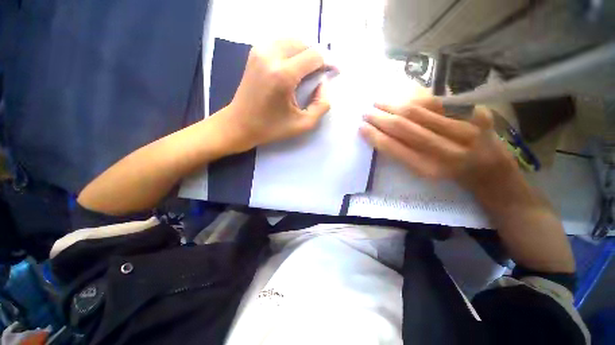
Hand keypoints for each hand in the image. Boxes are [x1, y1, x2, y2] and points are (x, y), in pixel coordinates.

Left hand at [222, 40, 330, 150]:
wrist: (240, 124)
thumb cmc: (271, 128)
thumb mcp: (303, 124)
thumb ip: (321, 105)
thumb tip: (323, 84)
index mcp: (283, 75)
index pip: (314, 55)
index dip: (328, 62)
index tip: (333, 73)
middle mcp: (271, 55)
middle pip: (305, 44)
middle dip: (317, 58)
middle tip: (320, 75)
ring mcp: (260, 50)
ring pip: (293, 41)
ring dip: (305, 54)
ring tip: (308, 73)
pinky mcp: (255, 52)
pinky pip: (281, 44)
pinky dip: (292, 52)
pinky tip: (293, 69)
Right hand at [360, 97, 516, 190]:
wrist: (490, 169)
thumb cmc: (450, 175)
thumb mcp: (424, 172)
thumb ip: (403, 154)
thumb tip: (381, 133)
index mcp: (429, 169)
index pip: (394, 148)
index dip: (374, 136)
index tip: (361, 128)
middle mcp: (445, 150)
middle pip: (404, 127)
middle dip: (380, 118)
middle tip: (366, 112)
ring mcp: (463, 129)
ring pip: (419, 110)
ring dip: (393, 104)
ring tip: (378, 102)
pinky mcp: (476, 114)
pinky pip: (439, 100)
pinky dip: (416, 96)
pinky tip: (402, 95)